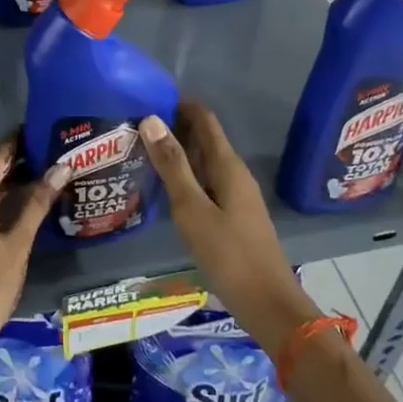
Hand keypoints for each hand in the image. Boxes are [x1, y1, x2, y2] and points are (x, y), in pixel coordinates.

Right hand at [141, 101, 319, 353]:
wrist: (268, 304)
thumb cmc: (228, 255)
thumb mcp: (192, 209)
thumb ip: (172, 166)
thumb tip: (151, 120)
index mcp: (228, 166)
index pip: (204, 119)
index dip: (179, 104)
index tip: (147, 97)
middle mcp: (235, 174)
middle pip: (205, 138)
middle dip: (174, 127)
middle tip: (134, 126)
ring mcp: (237, 196)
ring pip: (204, 162)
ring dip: (178, 153)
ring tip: (142, 152)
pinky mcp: (233, 216)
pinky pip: (206, 182)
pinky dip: (185, 176)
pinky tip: (164, 188)